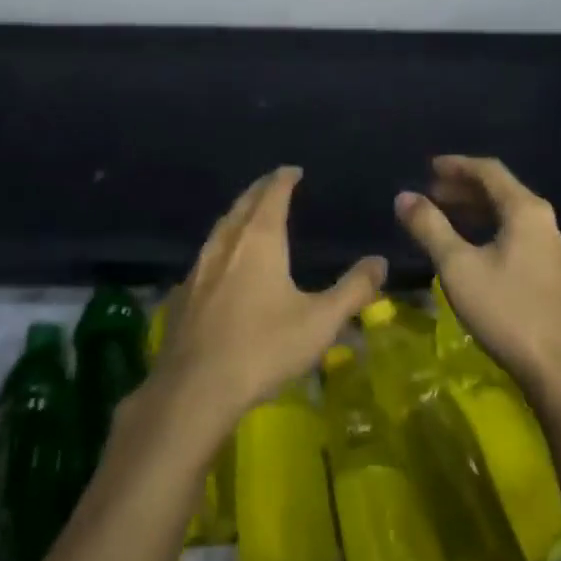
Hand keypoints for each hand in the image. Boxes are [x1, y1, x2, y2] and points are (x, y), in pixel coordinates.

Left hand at [156, 166, 386, 420]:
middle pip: (242, 205)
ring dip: (237, 216)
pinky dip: (220, 247)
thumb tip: (380, 261)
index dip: (283, 179)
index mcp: (259, 240)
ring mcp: (198, 269)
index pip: (272, 195)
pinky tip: (222, 266)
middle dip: (259, 191)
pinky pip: (205, 257)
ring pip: (220, 229)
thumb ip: (353, 290)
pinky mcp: (181, 295)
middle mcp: (225, 244)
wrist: (194, 389)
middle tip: (273, 184)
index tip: (293, 171)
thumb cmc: (263, 348)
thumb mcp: (320, 321)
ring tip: (249, 217)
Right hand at [394, 155, 560, 393]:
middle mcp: (542, 220)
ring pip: (506, 214)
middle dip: (462, 188)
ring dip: (473, 209)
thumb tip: (403, 197)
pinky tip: (467, 246)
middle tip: (430, 194)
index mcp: (525, 210)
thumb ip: (429, 227)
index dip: (457, 165)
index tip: (428, 167)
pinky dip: (486, 229)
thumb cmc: (506, 309)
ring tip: (442, 216)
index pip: (489, 171)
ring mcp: (549, 246)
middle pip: (500, 190)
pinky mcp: (548, 269)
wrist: (557, 366)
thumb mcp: (457, 266)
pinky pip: (513, 233)